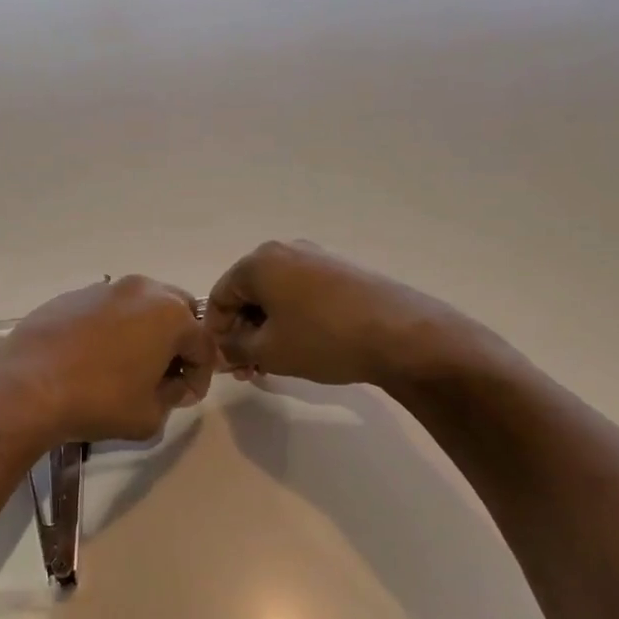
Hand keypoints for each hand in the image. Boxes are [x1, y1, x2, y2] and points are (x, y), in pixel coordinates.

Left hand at [0, 276, 216, 445]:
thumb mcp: (151, 416)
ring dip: (142, 332)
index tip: (184, 397)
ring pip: (138, 307)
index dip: (199, 376)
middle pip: (176, 313)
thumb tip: (170, 384)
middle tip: (161, 375)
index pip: (203, 345)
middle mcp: (140, 290)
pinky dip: (108, 329)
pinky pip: (103, 310)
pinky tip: (90, 358)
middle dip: (176, 343)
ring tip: (125, 366)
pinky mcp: (69, 296)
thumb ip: (173, 396)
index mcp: (170, 314)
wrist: (27, 388)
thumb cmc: (99, 402)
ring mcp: (101, 289)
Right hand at [205, 240, 470, 387]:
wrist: (402, 335)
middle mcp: (285, 250)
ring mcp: (317, 258)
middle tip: (247, 368)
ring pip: (276, 296)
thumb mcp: (268, 351)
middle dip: (242, 332)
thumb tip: (223, 348)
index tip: (224, 362)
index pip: (219, 297)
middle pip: (248, 293)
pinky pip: (301, 294)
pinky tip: (301, 347)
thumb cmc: (322, 339)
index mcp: (258, 262)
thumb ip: (234, 348)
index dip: (216, 332)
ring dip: (267, 329)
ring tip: (273, 364)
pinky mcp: (342, 272)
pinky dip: (292, 319)